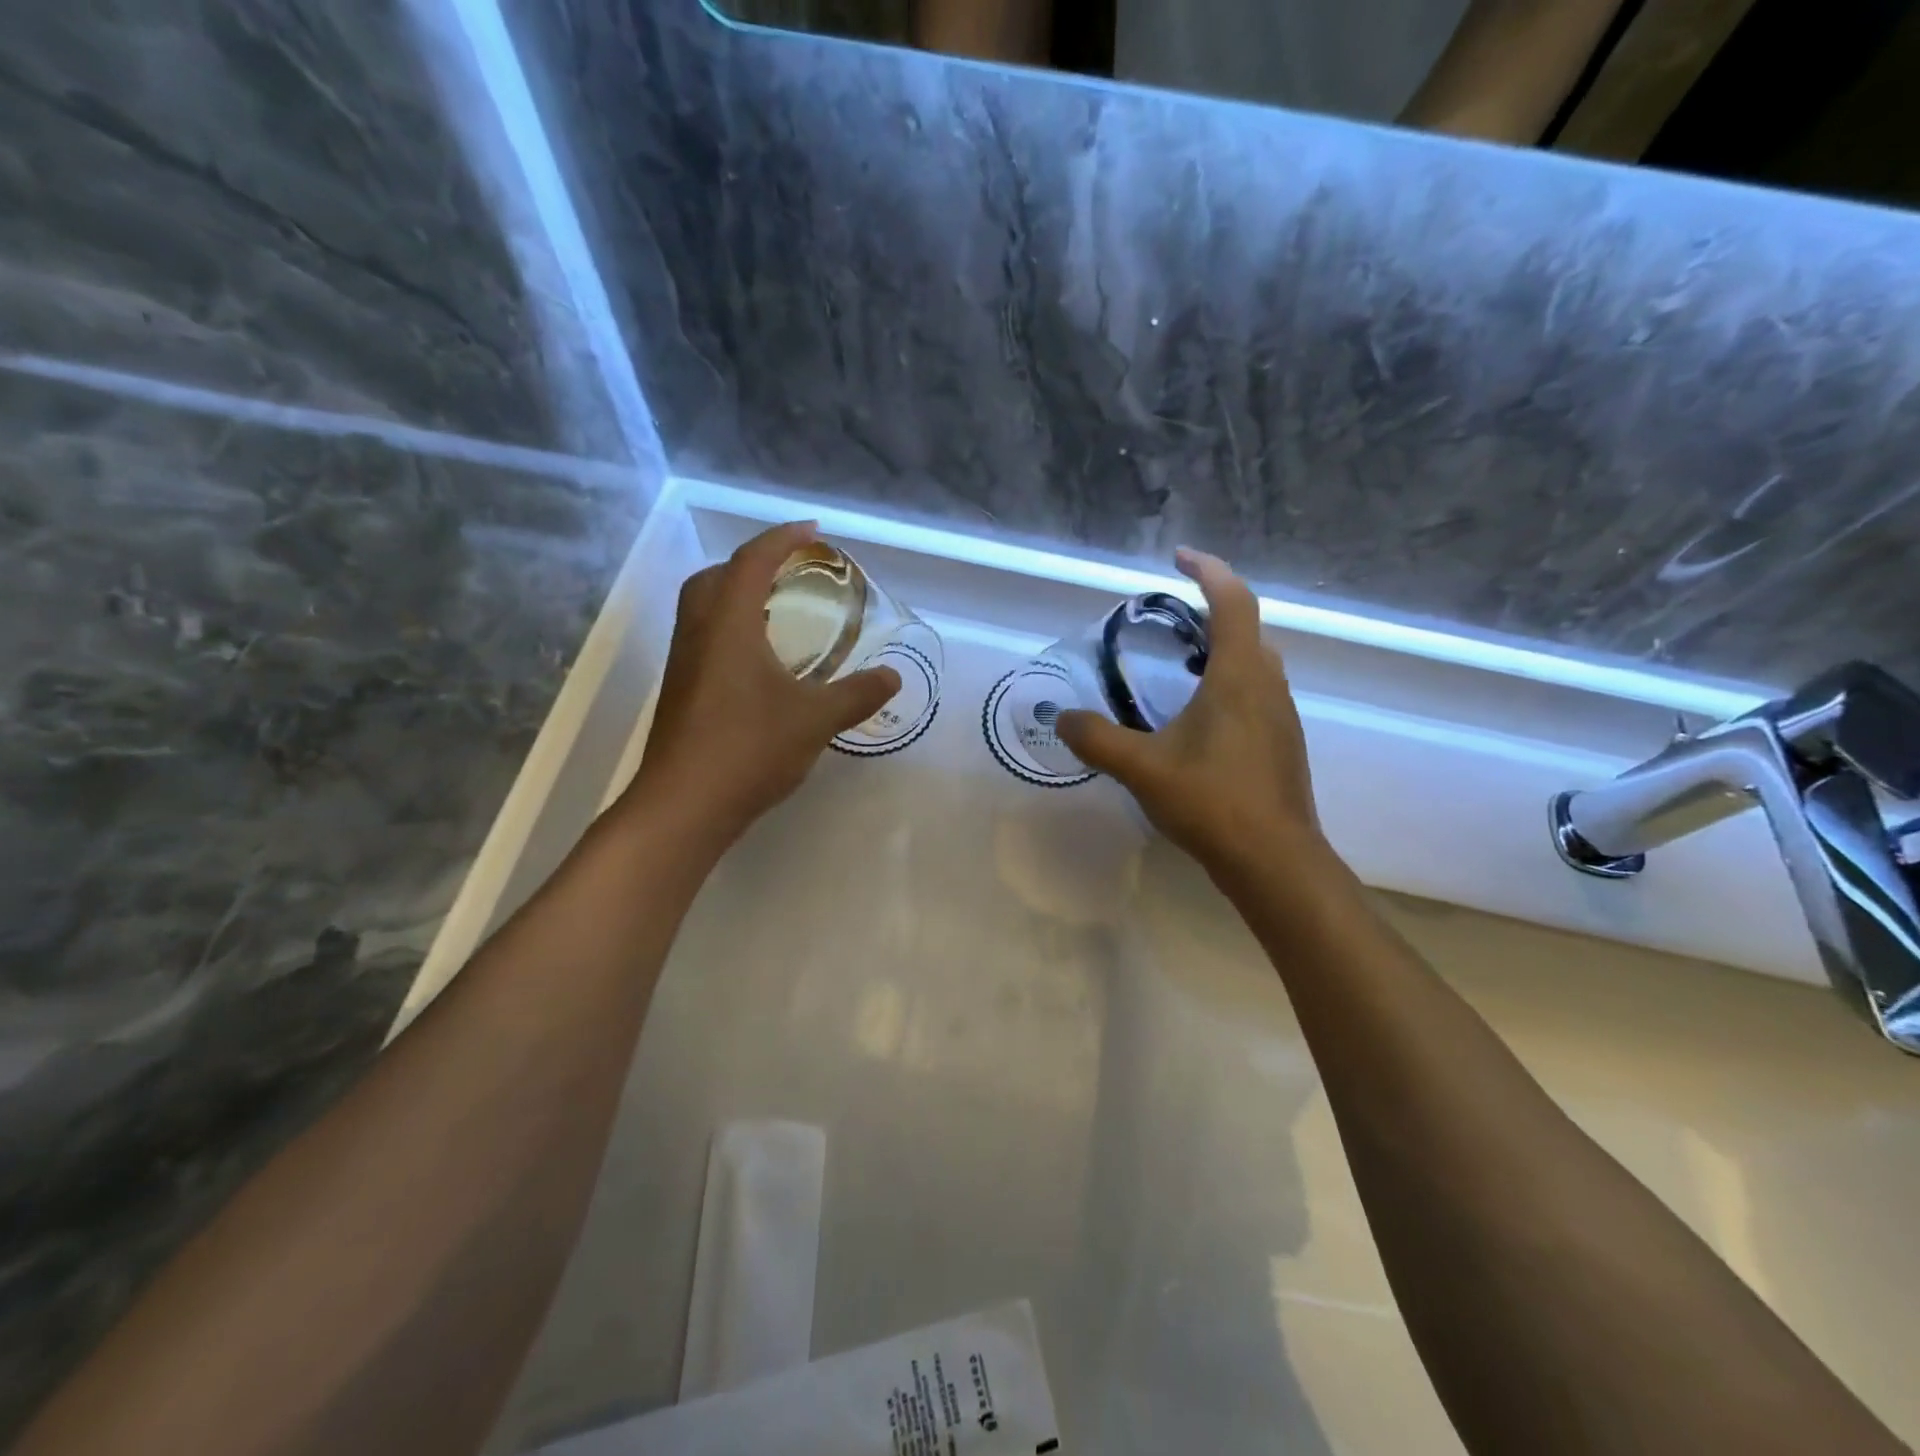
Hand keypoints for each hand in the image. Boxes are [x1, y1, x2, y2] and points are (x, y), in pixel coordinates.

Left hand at [628, 522, 901, 846]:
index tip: (812, 531)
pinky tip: (759, 662)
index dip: (782, 539)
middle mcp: (698, 634)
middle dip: (751, 564)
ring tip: (777, 613)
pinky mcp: (680, 693)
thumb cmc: (749, 749)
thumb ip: (857, 694)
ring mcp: (683, 664)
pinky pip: (704, 639)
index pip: (752, 561)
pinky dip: (730, 631)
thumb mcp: (815, 720)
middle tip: (789, 574)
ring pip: (703, 609)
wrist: (684, 805)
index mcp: (728, 624)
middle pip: (716, 578)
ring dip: (736, 597)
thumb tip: (893, 677)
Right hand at [1056, 549, 1329, 882]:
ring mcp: (1282, 718)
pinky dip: (1229, 685)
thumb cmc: (1212, 802)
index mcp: (1238, 677)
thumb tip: (1062, 718)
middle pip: (1248, 629)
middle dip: (1213, 611)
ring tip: (1180, 666)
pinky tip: (1198, 721)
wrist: (1274, 861)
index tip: (1179, 557)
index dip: (1209, 570)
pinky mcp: (1282, 745)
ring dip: (1223, 650)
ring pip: (1256, 664)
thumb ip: (1097, 739)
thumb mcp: (1142, 768)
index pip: (1233, 601)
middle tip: (1171, 620)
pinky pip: (1256, 695)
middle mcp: (1268, 687)